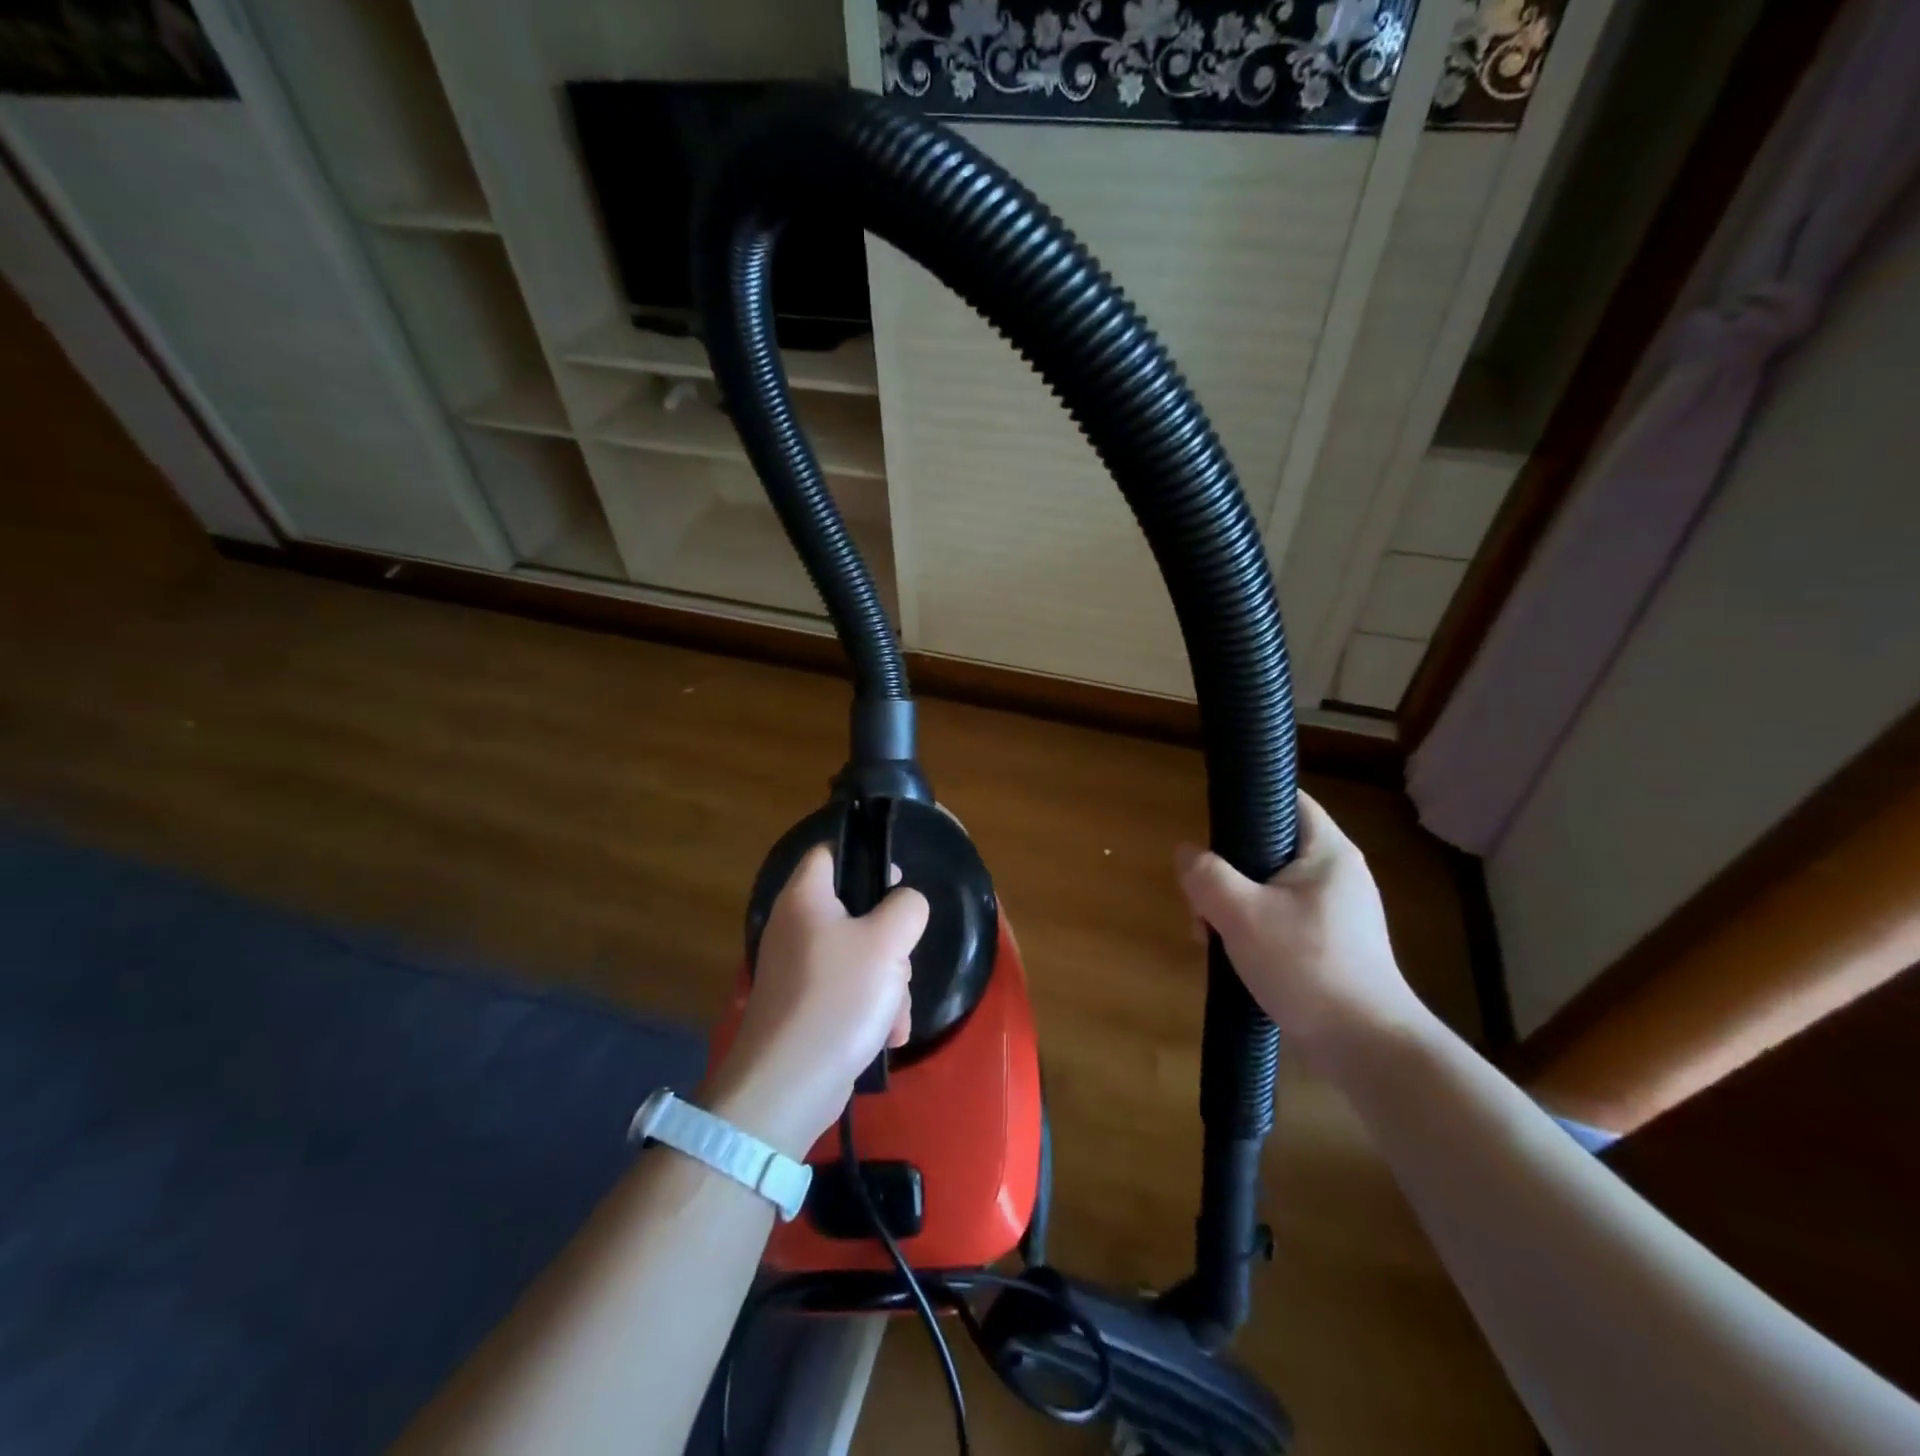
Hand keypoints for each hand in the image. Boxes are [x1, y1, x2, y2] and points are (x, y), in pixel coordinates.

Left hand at [707, 846, 928, 1159]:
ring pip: (859, 955)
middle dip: (890, 939)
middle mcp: (795, 927)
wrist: (788, 1085)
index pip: (830, 851)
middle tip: (900, 960)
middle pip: (855, 909)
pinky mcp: (805, 1006)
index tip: (897, 881)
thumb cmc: (838, 998)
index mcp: (805, 898)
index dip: (865, 856)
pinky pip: (848, 991)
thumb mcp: (887, 941)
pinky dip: (871, 1009)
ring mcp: (798, 970)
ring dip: (888, 982)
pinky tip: (887, 1036)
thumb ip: (907, 907)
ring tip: (895, 1013)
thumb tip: (906, 903)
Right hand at [1176, 792, 1426, 1069]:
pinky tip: (1236, 958)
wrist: (1366, 1048)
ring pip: (1268, 888)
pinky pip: (1280, 919)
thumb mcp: (1242, 915)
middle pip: (1268, 849)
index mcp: (1327, 851)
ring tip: (1212, 939)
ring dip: (1233, 907)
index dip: (1246, 803)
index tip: (1210, 831)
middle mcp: (1337, 874)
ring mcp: (1336, 912)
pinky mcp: (1331, 944)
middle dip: (1226, 873)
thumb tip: (1186, 853)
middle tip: (1202, 904)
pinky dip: (1253, 930)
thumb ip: (1207, 876)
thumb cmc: (1307, 967)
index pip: (1287, 800)